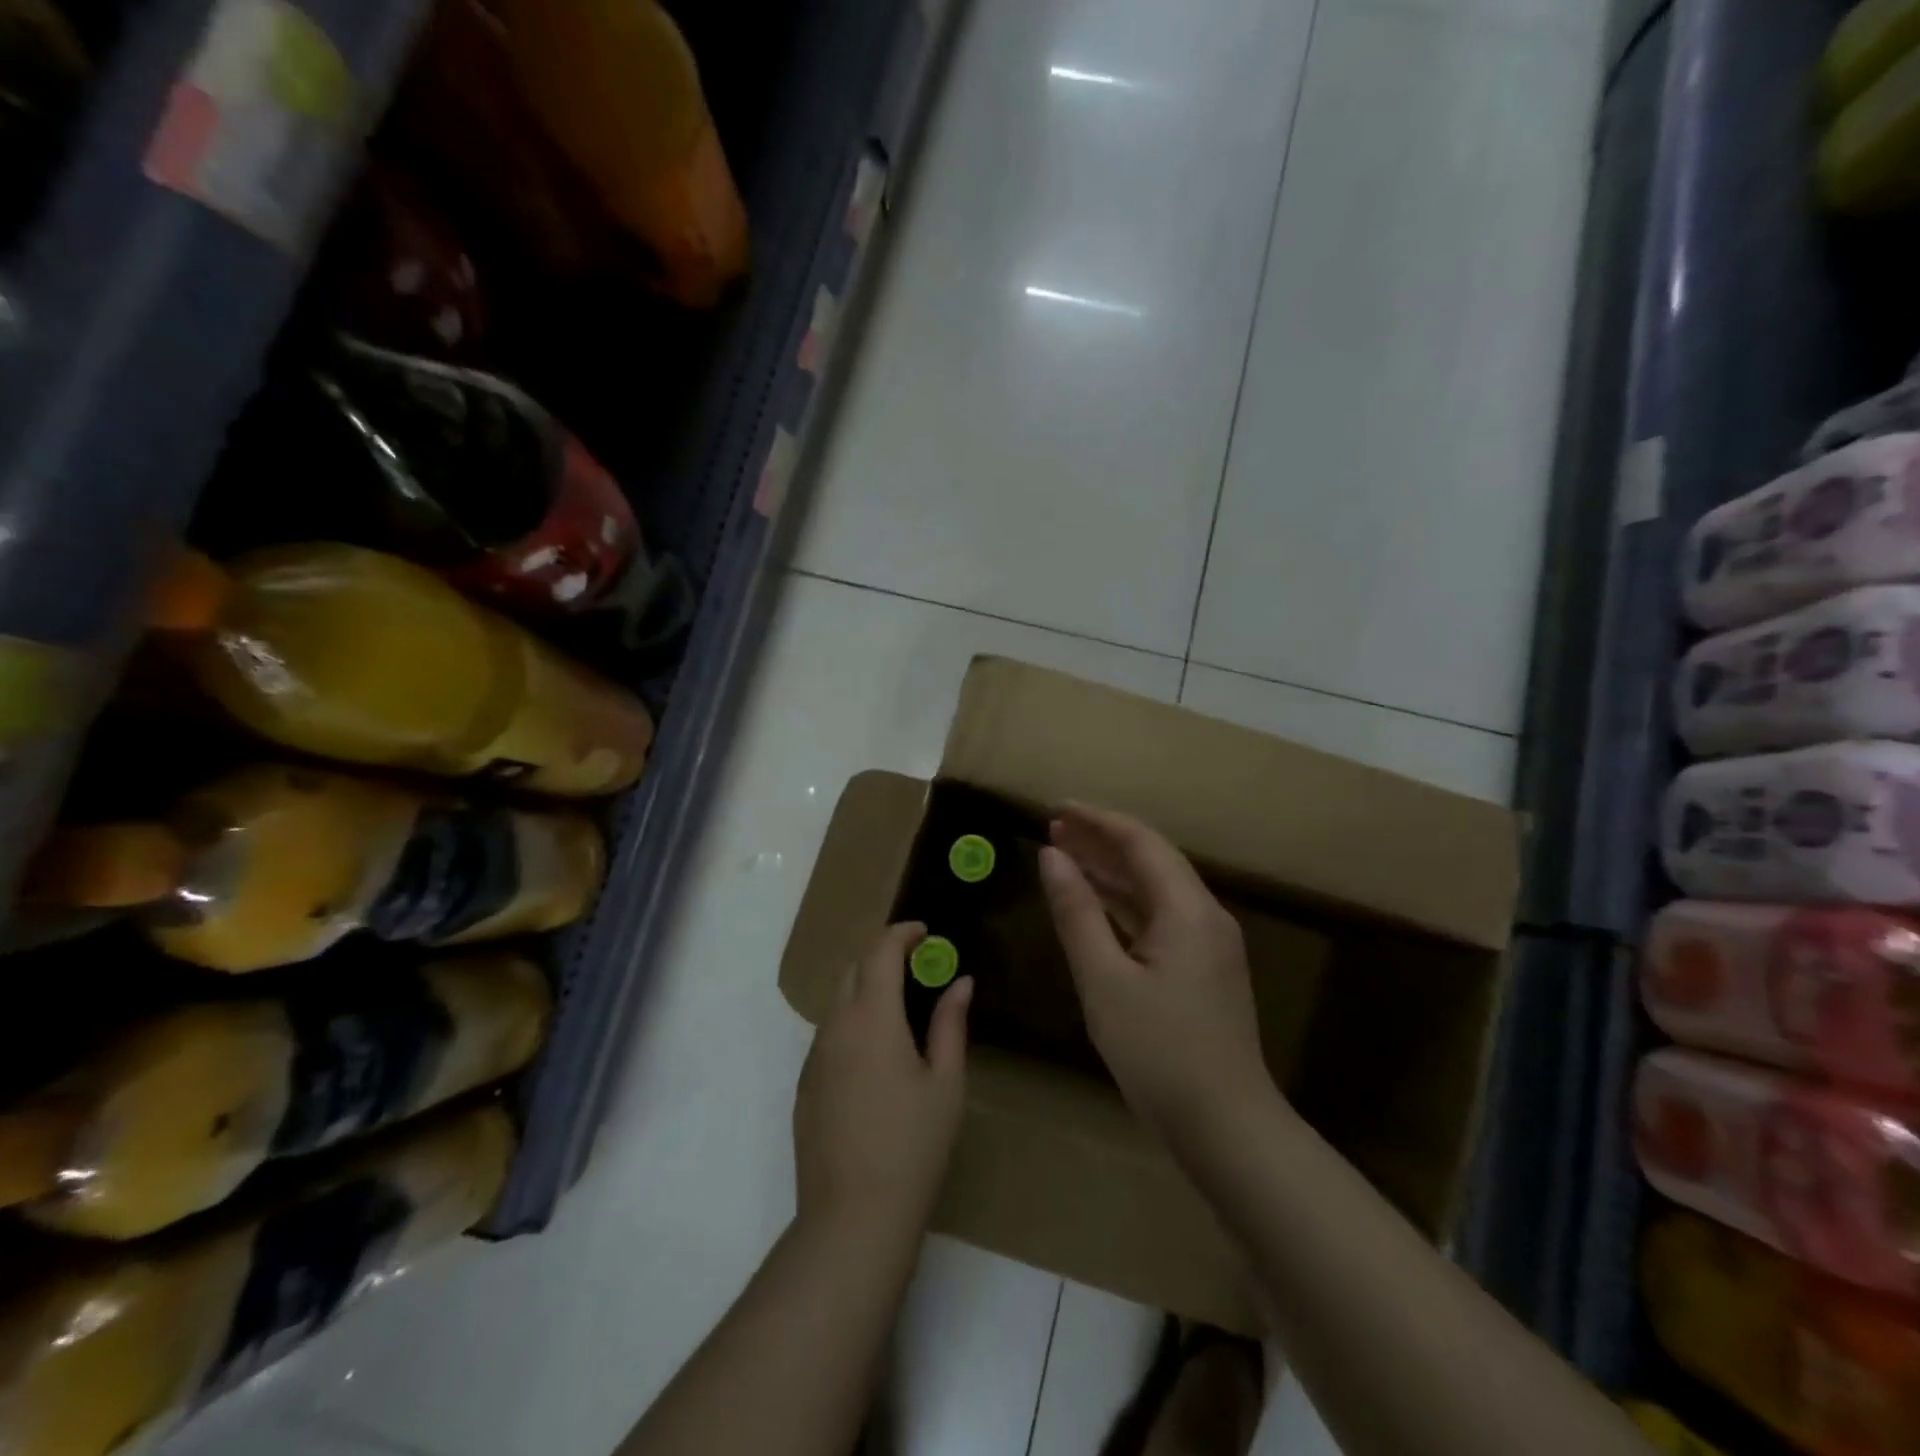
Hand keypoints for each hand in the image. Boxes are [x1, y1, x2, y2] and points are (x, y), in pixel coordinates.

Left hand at [793, 922, 972, 1242]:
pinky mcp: (805, 1084)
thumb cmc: (913, 1147)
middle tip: (918, 964)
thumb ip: (951, 1024)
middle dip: (883, 954)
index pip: (880, 952)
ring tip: (901, 1004)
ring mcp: (814, 1056)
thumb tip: (960, 982)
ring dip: (866, 986)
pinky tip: (876, 1050)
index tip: (926, 933)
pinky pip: (828, 1032)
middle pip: (853, 968)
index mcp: (872, 1018)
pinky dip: (852, 1018)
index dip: (902, 933)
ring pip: (837, 1000)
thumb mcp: (946, 1084)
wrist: (852, 1218)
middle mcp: (835, 1027)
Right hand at [1039, 805, 1276, 1141]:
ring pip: (1154, 891)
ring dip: (1111, 873)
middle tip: (1053, 829)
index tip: (1056, 809)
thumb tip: (1052, 856)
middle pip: (1150, 860)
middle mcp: (1205, 916)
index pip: (1140, 842)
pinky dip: (1124, 906)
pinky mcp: (1202, 970)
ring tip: (1065, 858)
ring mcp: (1208, 944)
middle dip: (1101, 842)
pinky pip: (1158, 920)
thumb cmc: (1158, 1051)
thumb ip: (1076, 912)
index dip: (1097, 820)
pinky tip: (1095, 906)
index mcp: (1187, 909)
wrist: (1225, 1127)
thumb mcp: (1104, 979)